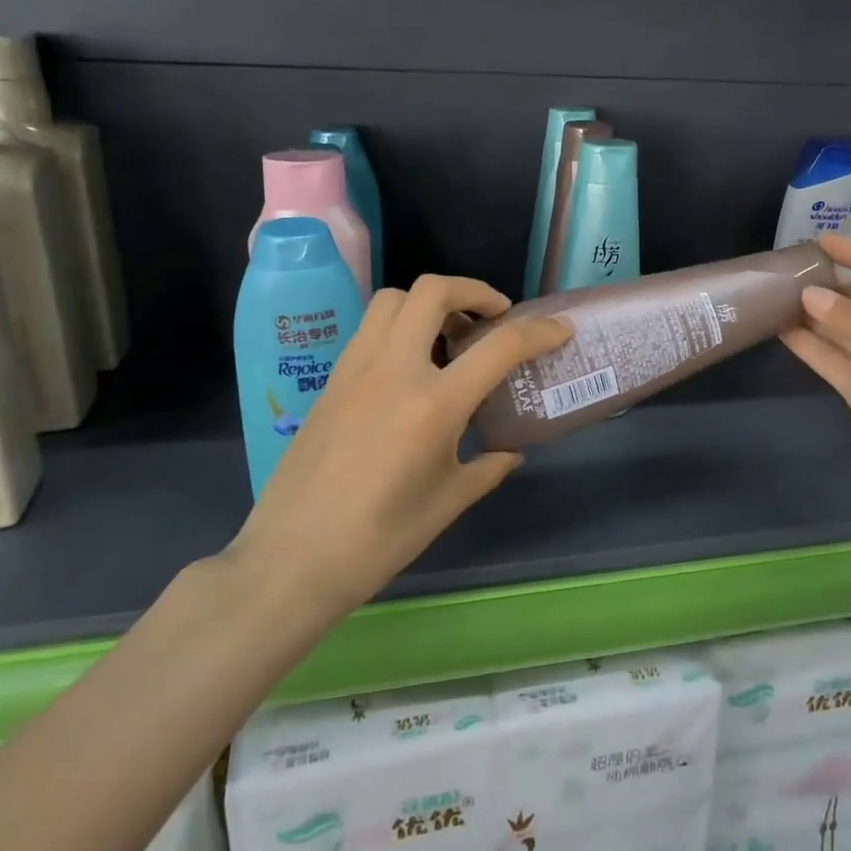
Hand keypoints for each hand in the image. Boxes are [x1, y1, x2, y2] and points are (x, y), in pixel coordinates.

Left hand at [225, 276, 570, 615]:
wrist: (291, 559)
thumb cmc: (379, 540)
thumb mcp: (447, 503)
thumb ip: (486, 468)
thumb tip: (508, 453)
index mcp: (433, 405)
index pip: (498, 347)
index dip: (538, 332)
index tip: (560, 329)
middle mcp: (393, 371)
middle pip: (432, 292)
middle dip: (473, 291)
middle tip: (493, 318)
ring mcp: (354, 370)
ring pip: (393, 300)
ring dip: (430, 303)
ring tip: (450, 337)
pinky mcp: (330, 381)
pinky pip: (369, 331)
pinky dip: (400, 327)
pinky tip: (411, 368)